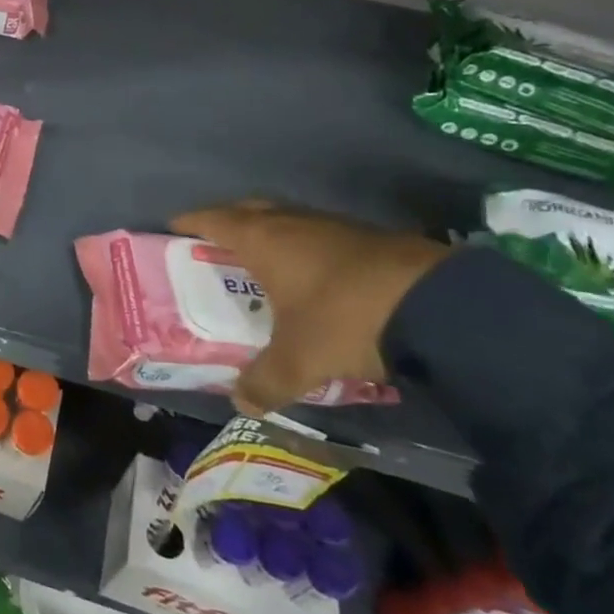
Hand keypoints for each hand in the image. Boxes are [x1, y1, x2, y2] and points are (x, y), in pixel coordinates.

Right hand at [171, 200, 448, 416]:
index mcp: (262, 240)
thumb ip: (264, 381)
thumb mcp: (298, 360)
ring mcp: (333, 226)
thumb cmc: (344, 319)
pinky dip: (306, 247)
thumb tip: (241, 403)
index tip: (173, 227)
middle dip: (229, 221)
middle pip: (249, 210)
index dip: (191, 222)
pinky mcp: (370, 238)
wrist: (439, 305)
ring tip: (264, 260)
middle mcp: (292, 223)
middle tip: (215, 241)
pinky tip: (316, 275)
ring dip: (271, 233)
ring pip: (288, 220)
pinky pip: (320, 234)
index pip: (213, 220)